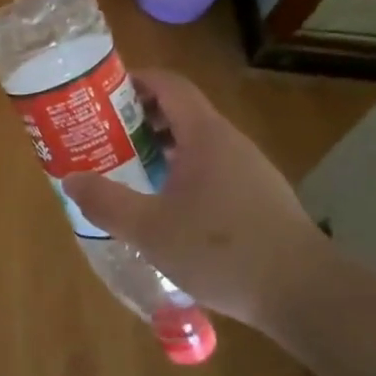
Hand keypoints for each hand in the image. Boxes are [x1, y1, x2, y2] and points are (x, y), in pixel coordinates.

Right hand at [61, 69, 327, 331]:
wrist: (305, 294)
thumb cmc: (222, 251)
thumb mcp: (150, 230)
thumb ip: (107, 202)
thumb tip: (71, 179)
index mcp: (205, 135)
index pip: (169, 84)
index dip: (136, 80)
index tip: (103, 94)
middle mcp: (229, 142)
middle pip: (181, 111)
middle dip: (141, 118)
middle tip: (106, 136)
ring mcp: (250, 169)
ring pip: (198, 143)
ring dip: (162, 148)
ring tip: (130, 171)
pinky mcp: (260, 197)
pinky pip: (213, 168)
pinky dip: (184, 172)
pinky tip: (169, 208)